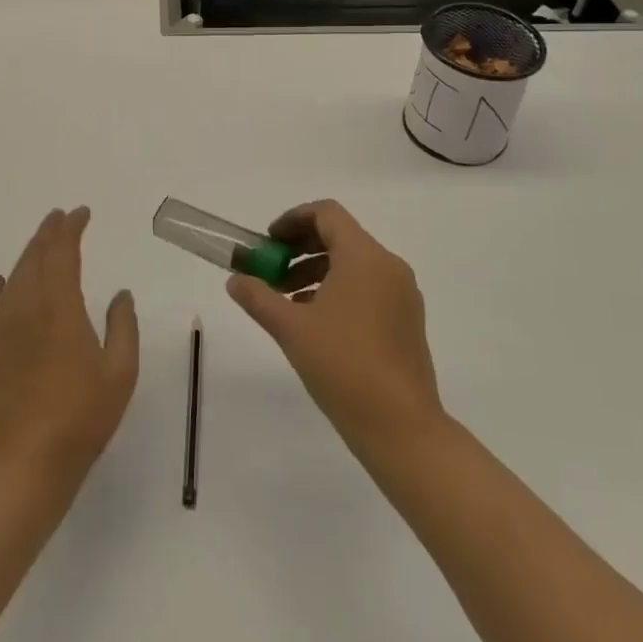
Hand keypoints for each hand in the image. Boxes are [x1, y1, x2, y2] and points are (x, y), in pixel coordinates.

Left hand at [0, 207, 138, 491]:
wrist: (26, 463)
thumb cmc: (82, 417)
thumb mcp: (120, 372)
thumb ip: (123, 326)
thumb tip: (120, 294)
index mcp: (61, 308)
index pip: (63, 254)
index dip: (71, 229)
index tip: (82, 213)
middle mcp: (28, 308)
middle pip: (35, 258)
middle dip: (49, 232)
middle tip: (61, 217)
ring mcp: (4, 329)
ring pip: (15, 276)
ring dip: (29, 253)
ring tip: (41, 241)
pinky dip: (0, 287)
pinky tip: (3, 281)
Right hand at [228, 200, 444, 457]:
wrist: (401, 427)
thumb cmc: (343, 366)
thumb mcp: (291, 329)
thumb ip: (258, 297)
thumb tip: (235, 279)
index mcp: (364, 257)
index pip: (327, 213)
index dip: (293, 220)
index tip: (268, 243)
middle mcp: (388, 266)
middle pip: (340, 236)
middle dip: (300, 249)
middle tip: (270, 271)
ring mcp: (402, 294)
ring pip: (353, 264)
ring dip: (316, 271)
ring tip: (286, 302)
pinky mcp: (407, 319)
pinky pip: (368, 286)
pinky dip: (338, 290)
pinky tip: (315, 322)